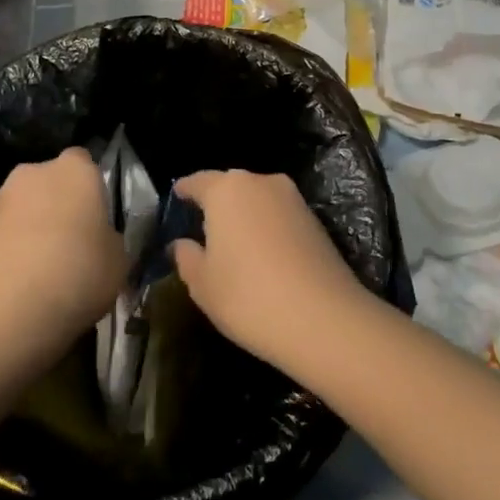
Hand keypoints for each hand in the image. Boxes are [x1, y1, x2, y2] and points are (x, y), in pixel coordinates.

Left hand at [0, 148, 126, 368]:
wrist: (5, 312)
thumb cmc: (76, 275)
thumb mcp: (118, 261)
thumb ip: (109, 239)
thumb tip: (98, 240)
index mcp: (75, 171)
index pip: (85, 162)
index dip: (91, 189)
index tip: (96, 219)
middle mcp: (33, 173)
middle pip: (50, 182)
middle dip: (58, 205)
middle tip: (71, 244)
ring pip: (23, 208)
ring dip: (31, 228)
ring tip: (41, 271)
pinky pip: (1, 233)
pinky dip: (9, 250)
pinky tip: (17, 283)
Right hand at [169, 170, 362, 372]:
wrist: (323, 318)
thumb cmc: (248, 296)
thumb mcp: (202, 284)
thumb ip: (186, 257)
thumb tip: (182, 244)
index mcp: (226, 190)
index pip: (198, 181)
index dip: (184, 191)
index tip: (176, 199)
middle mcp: (261, 182)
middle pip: (230, 186)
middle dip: (216, 202)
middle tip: (202, 226)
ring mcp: (292, 198)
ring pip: (258, 199)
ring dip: (244, 214)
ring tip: (232, 243)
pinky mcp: (315, 219)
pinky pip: (279, 215)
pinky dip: (267, 227)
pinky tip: (262, 254)